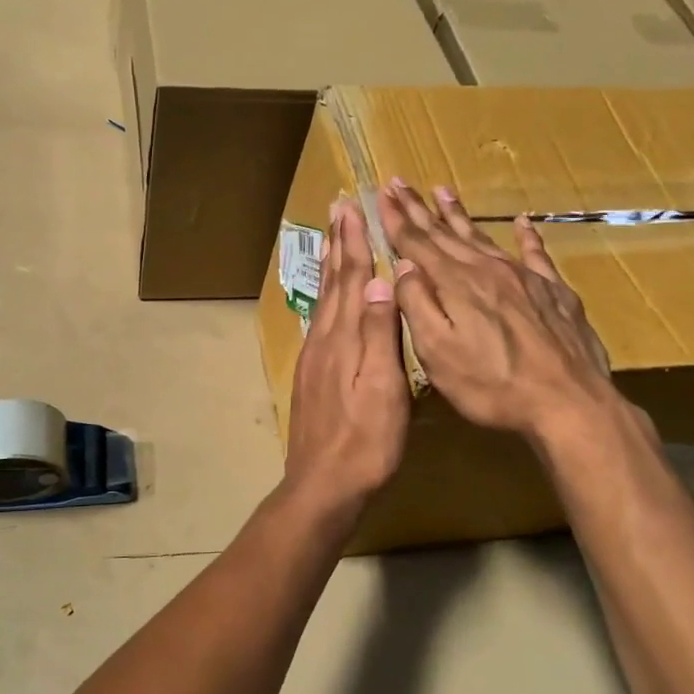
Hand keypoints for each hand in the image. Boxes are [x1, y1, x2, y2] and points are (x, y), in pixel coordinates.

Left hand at [282, 197, 408, 518]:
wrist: (323, 485)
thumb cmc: (365, 441)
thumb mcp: (382, 389)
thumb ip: (378, 333)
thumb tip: (378, 280)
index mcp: (342, 338)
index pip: (350, 278)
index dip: (353, 242)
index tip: (351, 208)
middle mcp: (323, 339)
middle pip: (332, 282)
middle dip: (337, 243)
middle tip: (336, 209)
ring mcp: (314, 357)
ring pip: (324, 299)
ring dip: (330, 265)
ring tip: (333, 239)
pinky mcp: (311, 374)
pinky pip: (320, 320)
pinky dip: (326, 296)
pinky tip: (329, 298)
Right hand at [379, 179, 622, 449]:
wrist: (570, 403)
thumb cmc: (492, 385)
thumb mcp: (437, 353)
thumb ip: (417, 305)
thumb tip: (401, 267)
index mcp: (455, 284)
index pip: (417, 243)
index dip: (396, 218)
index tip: (381, 192)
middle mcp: (487, 270)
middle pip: (446, 233)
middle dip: (419, 208)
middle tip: (399, 183)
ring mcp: (524, 278)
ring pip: (483, 237)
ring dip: (459, 214)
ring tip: (443, 190)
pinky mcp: (554, 292)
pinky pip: (536, 253)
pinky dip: (527, 235)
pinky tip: (523, 221)